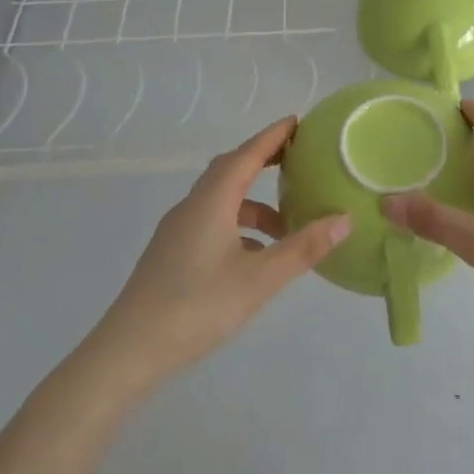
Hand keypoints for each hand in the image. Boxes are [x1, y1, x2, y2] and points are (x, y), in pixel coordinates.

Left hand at [88, 118, 349, 393]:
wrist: (128, 352)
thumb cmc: (197, 307)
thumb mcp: (260, 279)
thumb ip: (303, 248)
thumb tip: (345, 219)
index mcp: (211, 202)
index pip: (246, 155)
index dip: (273, 136)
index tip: (297, 121)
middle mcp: (192, 207)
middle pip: (230, 170)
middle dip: (263, 161)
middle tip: (297, 161)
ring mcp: (177, 231)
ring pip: (221, 201)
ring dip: (254, 204)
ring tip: (287, 226)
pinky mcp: (171, 255)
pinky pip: (211, 223)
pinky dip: (239, 226)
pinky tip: (256, 256)